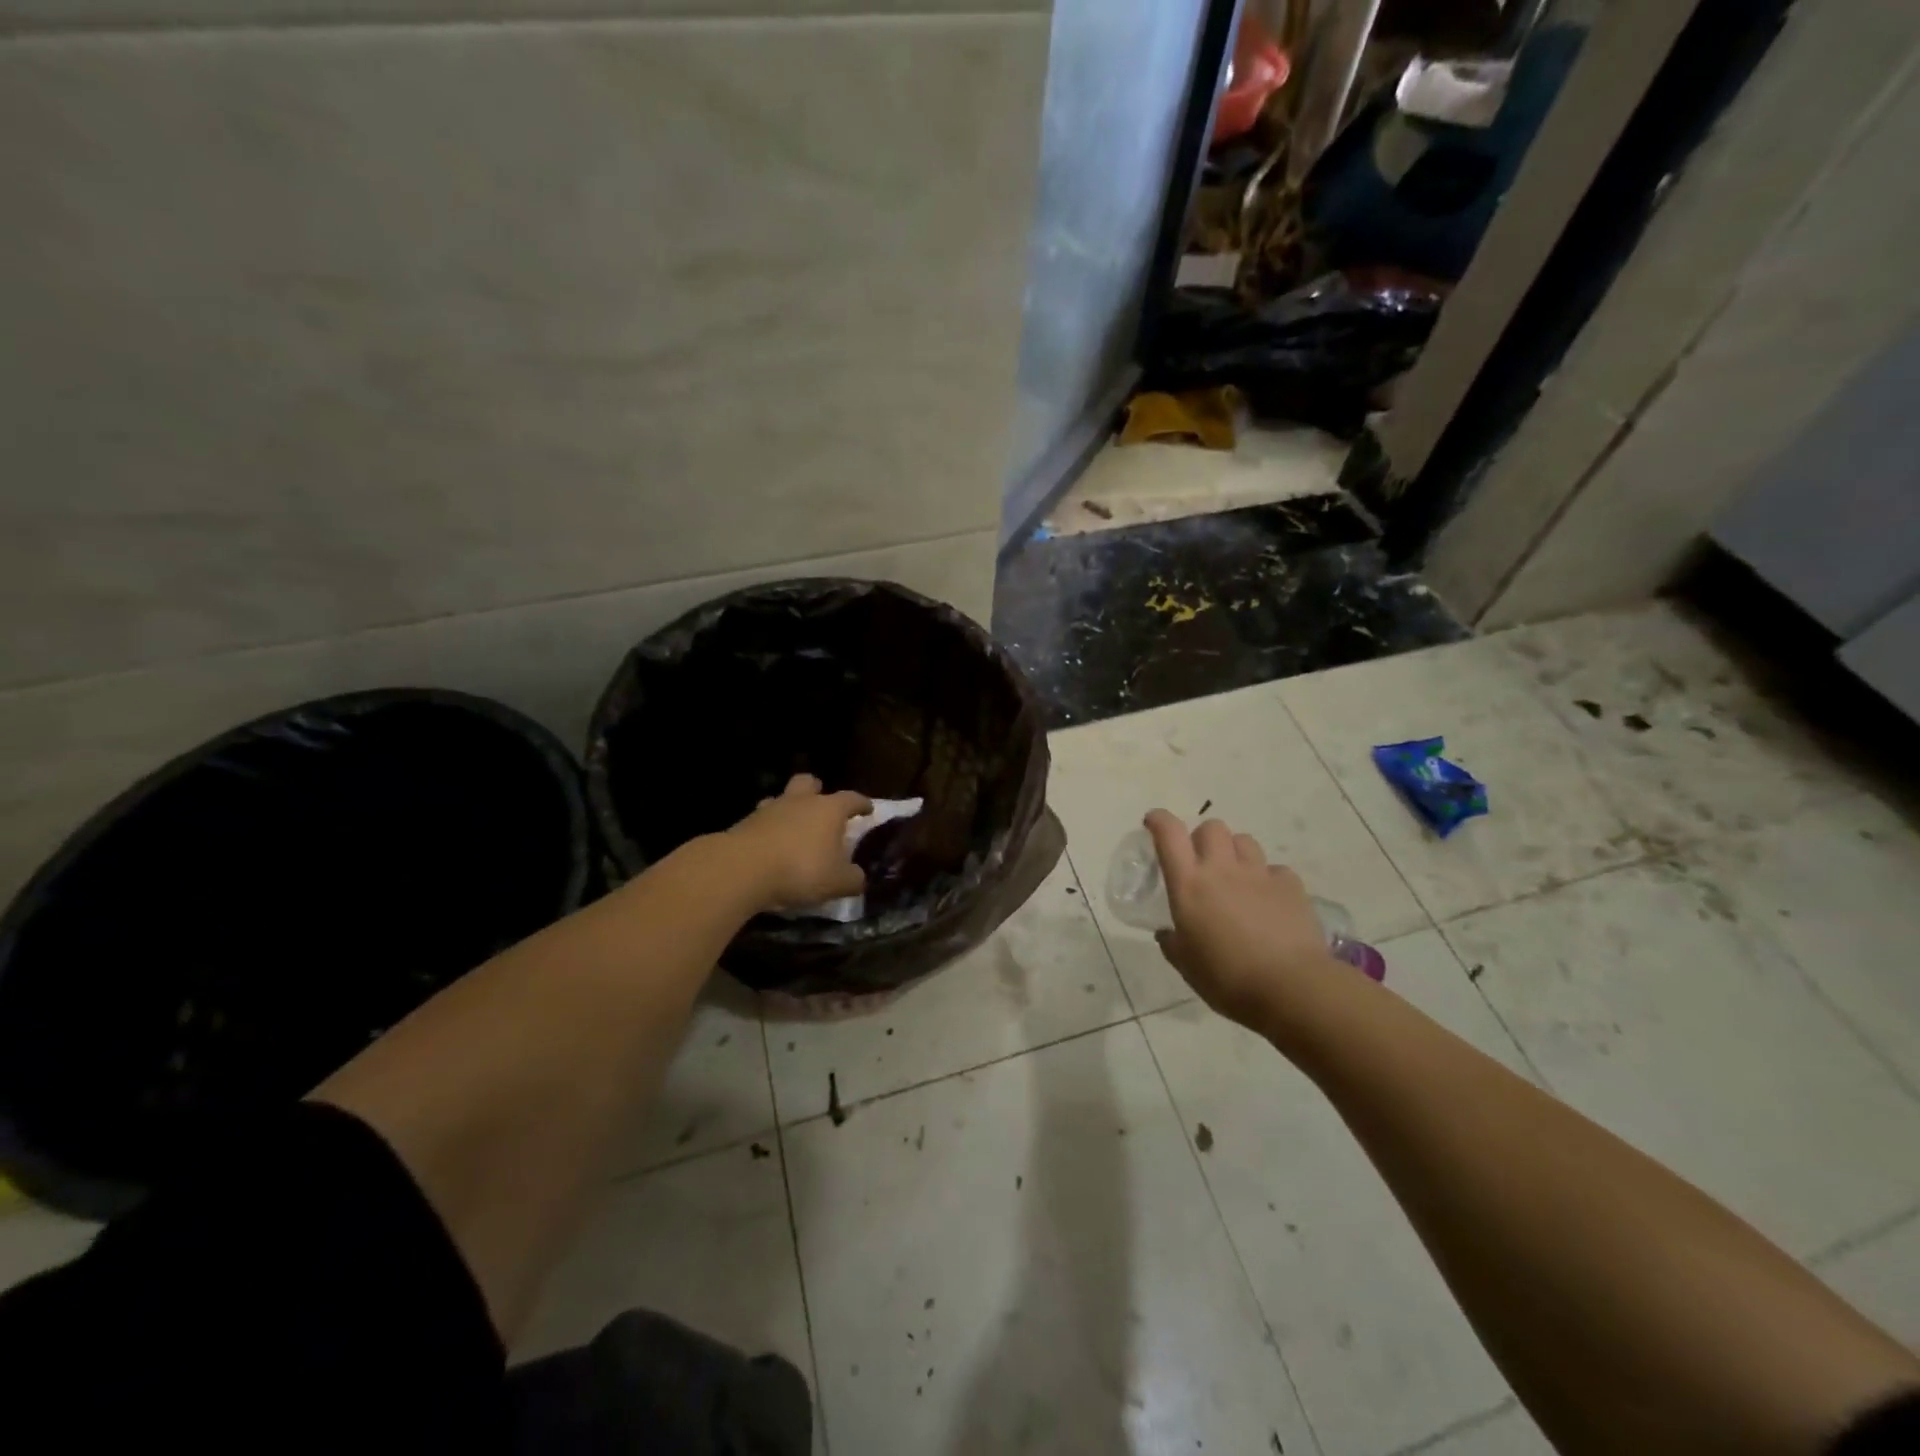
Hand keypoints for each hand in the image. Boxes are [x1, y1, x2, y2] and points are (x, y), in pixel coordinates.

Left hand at [728, 774, 872, 910]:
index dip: (862, 803)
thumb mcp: (837, 882)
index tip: (868, 809)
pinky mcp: (744, 824)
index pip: (851, 799)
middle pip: (809, 783)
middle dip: (817, 790)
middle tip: (821, 805)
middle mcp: (800, 802)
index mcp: (829, 809)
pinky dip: (768, 829)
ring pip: (781, 799)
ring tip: (792, 827)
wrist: (742, 869)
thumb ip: (853, 879)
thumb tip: (858, 877)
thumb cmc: (800, 869)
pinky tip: (770, 846)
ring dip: (788, 809)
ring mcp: (769, 810)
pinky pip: (761, 821)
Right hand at [1144, 809, 1340, 1029]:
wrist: (1291, 988)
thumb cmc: (1228, 979)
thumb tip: (1167, 933)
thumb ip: (1173, 944)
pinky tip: (1269, 901)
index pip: (1169, 835)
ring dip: (1235, 852)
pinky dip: (1268, 879)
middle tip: (1202, 862)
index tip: (1153, 822)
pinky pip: (1275, 869)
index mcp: (1189, 885)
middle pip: (1211, 827)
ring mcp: (1259, 874)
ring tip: (1236, 877)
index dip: (1159, 820)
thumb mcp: (1187, 966)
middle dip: (1203, 838)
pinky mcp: (1290, 885)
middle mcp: (1222, 869)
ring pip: (1244, 841)